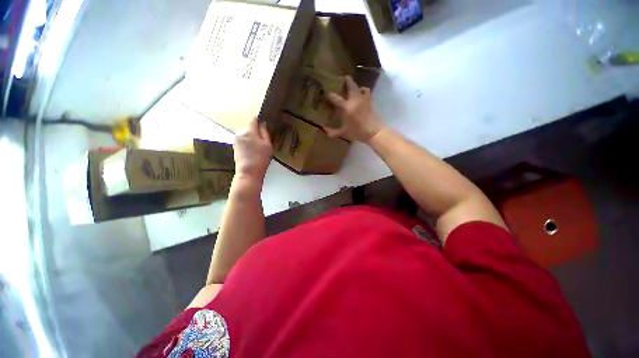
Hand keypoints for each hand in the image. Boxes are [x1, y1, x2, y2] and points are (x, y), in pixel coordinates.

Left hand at [234, 117, 272, 180]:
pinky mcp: (235, 147)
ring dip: (252, 137)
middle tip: (265, 140)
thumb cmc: (260, 159)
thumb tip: (263, 123)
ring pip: (246, 134)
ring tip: (259, 147)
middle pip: (249, 127)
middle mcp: (240, 133)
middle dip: (256, 131)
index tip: (265, 124)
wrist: (248, 173)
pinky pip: (243, 140)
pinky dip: (248, 143)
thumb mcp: (267, 145)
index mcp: (249, 131)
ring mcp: (236, 140)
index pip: (253, 119)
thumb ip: (265, 132)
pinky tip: (253, 151)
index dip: (259, 119)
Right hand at [325, 75, 384, 142]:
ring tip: (352, 87)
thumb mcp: (344, 133)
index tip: (326, 94)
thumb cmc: (357, 132)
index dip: (330, 95)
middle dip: (346, 80)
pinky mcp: (370, 101)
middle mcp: (355, 100)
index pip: (335, 98)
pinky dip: (363, 90)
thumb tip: (324, 131)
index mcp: (346, 107)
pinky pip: (366, 91)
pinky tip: (361, 94)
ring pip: (360, 87)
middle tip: (342, 79)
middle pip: (351, 85)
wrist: (374, 132)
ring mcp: (363, 99)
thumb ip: (333, 132)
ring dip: (356, 85)